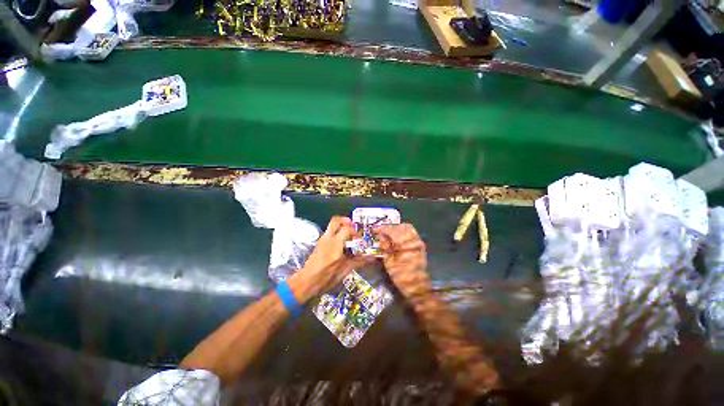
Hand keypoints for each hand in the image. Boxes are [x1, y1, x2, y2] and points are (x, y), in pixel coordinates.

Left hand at [289, 216, 370, 301]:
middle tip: (353, 226)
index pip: (346, 229)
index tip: (360, 237)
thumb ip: (357, 262)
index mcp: (335, 244)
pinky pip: (329, 232)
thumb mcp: (344, 271)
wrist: (307, 281)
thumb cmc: (326, 277)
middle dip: (346, 221)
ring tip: (350, 234)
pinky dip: (337, 232)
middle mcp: (328, 238)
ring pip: (332, 225)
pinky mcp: (320, 243)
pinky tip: (343, 243)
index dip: (355, 231)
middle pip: (336, 220)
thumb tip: (370, 258)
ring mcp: (322, 239)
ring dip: (341, 226)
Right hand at [374, 224, 429, 298]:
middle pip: (401, 226)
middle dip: (390, 227)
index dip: (382, 228)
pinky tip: (397, 237)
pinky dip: (404, 232)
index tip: (374, 229)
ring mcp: (418, 242)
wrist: (417, 286)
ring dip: (397, 228)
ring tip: (389, 233)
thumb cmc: (401, 276)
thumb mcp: (389, 262)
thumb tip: (382, 236)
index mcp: (405, 245)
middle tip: (382, 231)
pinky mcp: (420, 245)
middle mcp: (413, 240)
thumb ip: (385, 247)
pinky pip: (412, 233)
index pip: (392, 230)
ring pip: (408, 228)